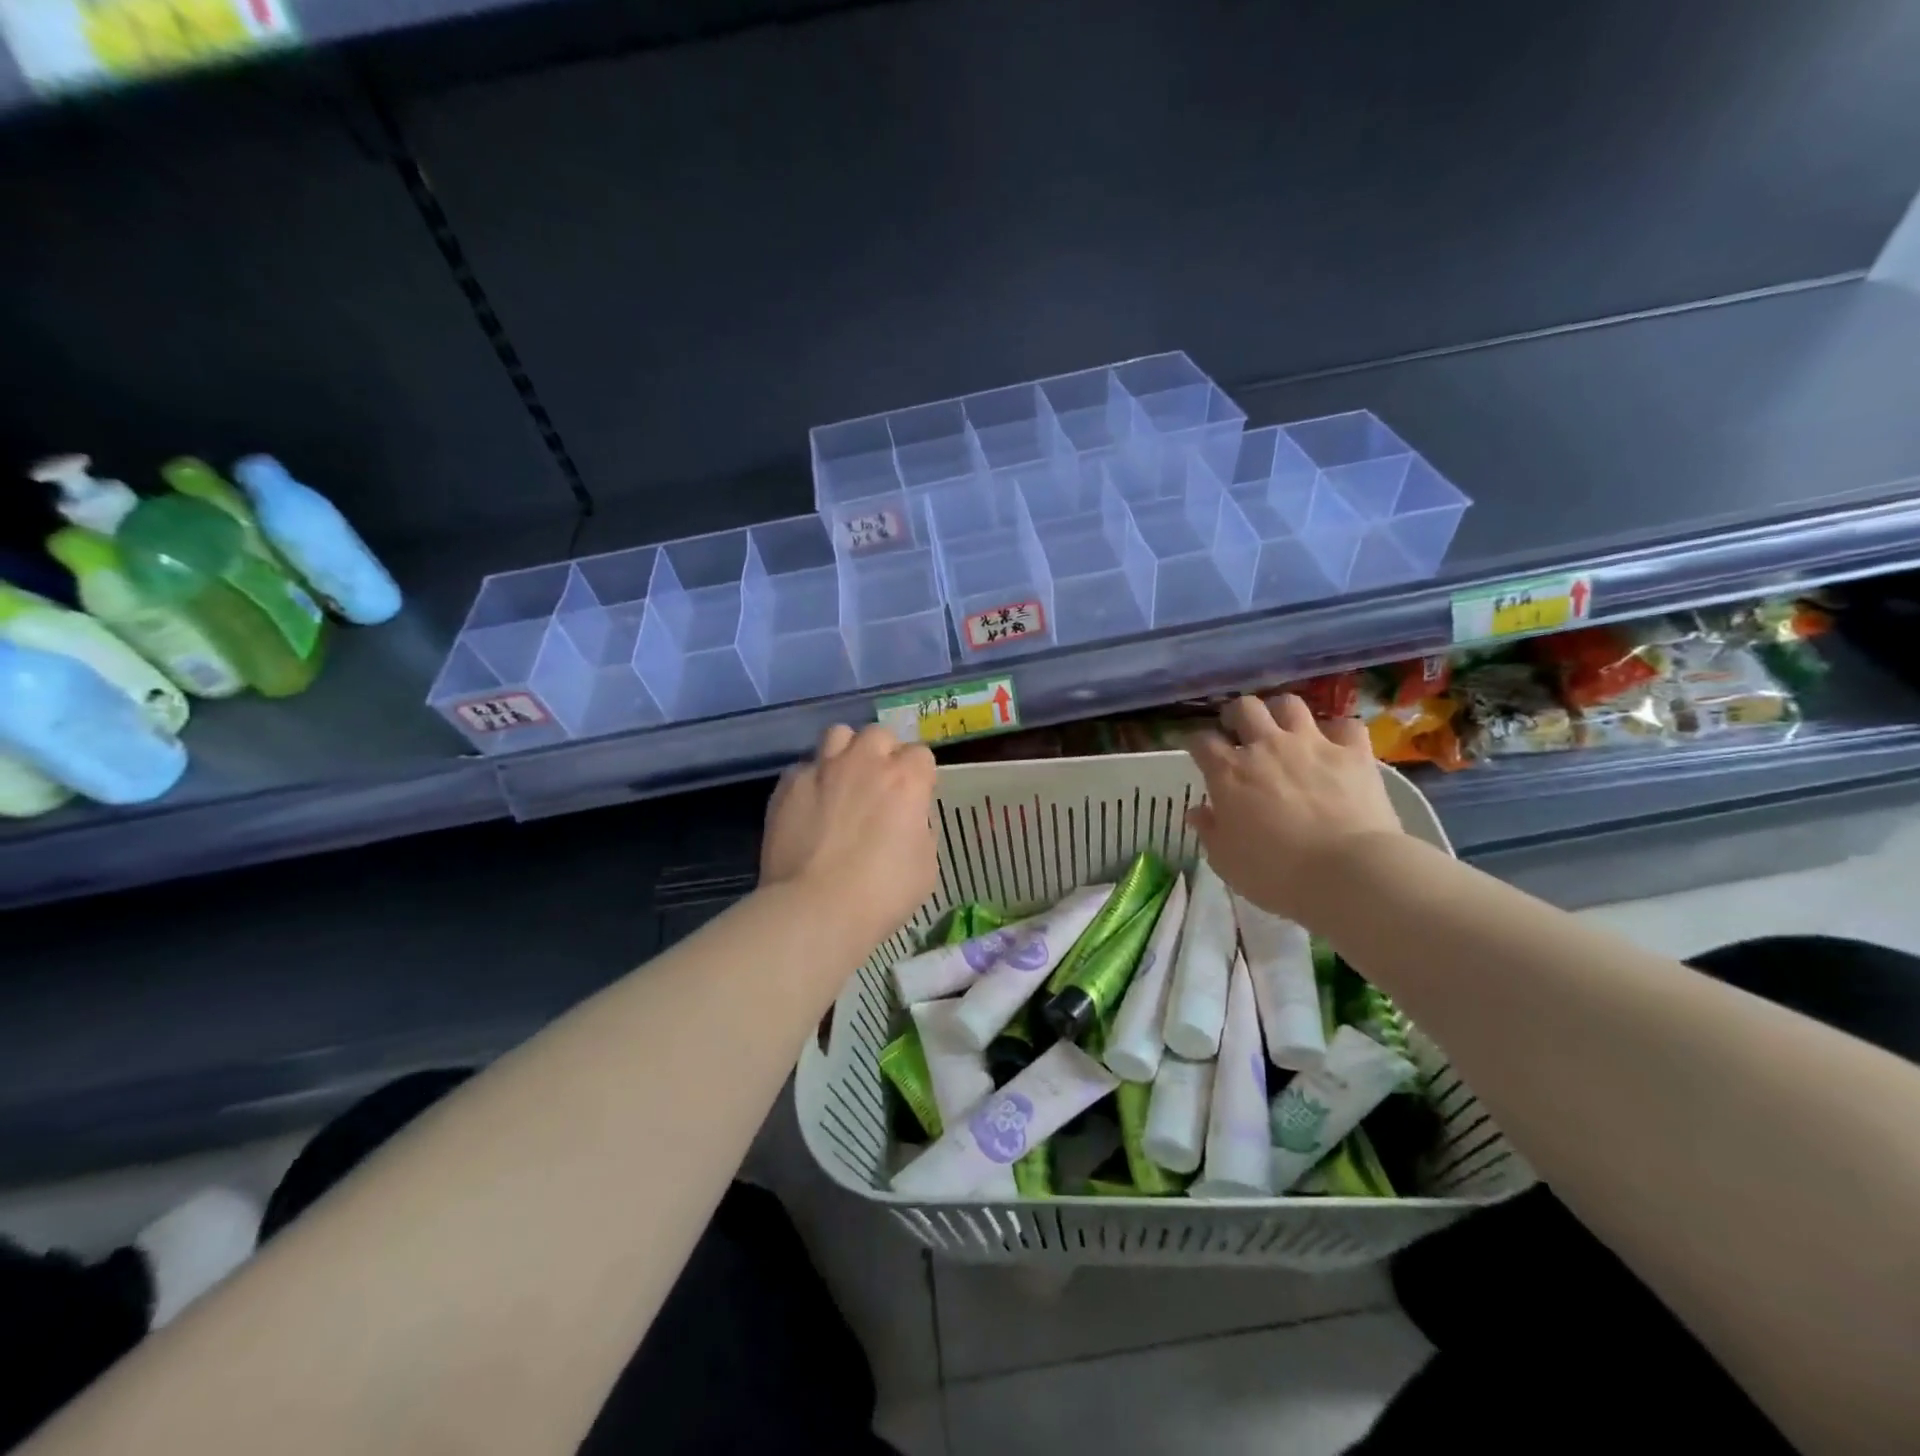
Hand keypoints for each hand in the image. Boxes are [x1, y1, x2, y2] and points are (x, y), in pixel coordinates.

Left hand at [762, 723, 938, 950]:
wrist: (815, 908)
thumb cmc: (881, 894)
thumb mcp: (925, 866)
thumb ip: (920, 830)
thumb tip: (908, 820)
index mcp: (906, 780)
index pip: (920, 755)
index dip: (919, 776)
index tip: (914, 798)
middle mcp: (864, 762)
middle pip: (878, 734)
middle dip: (882, 753)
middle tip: (878, 784)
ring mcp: (822, 769)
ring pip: (837, 735)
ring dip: (845, 752)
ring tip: (842, 780)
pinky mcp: (788, 785)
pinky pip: (803, 767)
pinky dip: (811, 780)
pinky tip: (809, 805)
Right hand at [1186, 695, 1402, 925]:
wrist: (1347, 873)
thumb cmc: (1275, 873)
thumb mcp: (1226, 860)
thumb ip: (1210, 831)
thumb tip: (1198, 812)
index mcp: (1228, 772)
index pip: (1201, 741)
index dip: (1198, 745)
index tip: (1200, 755)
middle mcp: (1266, 747)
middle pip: (1244, 708)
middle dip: (1237, 716)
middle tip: (1240, 732)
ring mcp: (1312, 744)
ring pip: (1290, 705)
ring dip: (1283, 714)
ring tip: (1285, 731)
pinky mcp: (1354, 753)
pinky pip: (1345, 726)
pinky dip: (1338, 733)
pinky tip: (1336, 746)